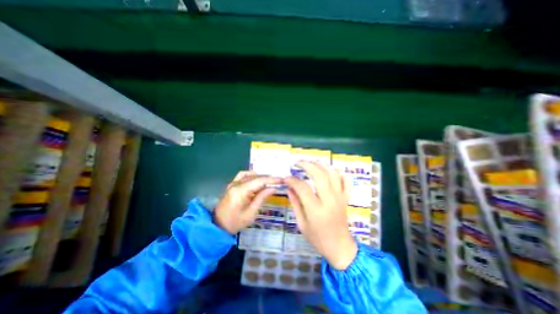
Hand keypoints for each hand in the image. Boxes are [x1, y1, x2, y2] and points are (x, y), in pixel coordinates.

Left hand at [214, 172, 280, 235]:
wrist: (217, 226)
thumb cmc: (235, 223)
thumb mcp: (251, 213)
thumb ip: (262, 198)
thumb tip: (273, 188)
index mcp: (240, 191)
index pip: (259, 181)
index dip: (271, 179)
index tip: (282, 180)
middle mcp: (236, 184)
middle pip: (255, 176)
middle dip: (268, 178)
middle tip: (278, 181)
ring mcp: (233, 183)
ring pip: (250, 174)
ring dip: (261, 177)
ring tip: (269, 181)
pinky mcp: (232, 185)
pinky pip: (243, 175)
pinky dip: (252, 175)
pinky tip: (257, 180)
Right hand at [284, 162, 358, 269]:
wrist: (340, 247)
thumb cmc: (318, 238)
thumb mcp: (302, 223)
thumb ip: (295, 203)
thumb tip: (289, 187)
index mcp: (316, 210)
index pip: (303, 188)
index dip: (293, 180)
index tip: (286, 177)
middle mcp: (330, 200)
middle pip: (320, 175)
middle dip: (307, 165)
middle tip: (298, 162)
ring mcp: (340, 197)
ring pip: (333, 174)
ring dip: (322, 165)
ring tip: (311, 162)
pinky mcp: (346, 198)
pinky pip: (346, 181)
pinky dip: (339, 172)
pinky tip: (330, 170)